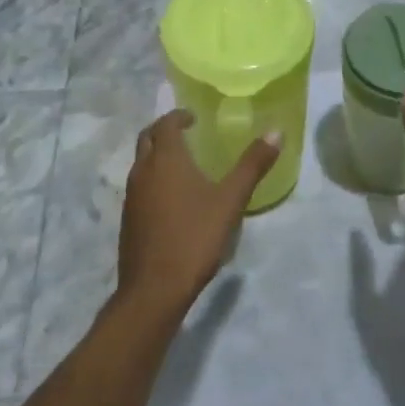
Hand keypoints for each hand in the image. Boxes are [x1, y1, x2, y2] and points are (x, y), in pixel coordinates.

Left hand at [117, 112, 279, 315]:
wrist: (154, 289)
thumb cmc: (194, 237)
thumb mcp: (230, 200)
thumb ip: (252, 165)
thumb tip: (276, 132)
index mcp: (165, 158)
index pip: (166, 123)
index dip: (179, 116)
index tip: (194, 118)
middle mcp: (143, 170)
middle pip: (147, 138)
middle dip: (164, 130)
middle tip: (186, 133)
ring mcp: (131, 196)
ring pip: (141, 162)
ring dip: (157, 154)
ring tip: (183, 163)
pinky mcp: (128, 218)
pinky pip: (140, 185)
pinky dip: (153, 178)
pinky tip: (172, 197)